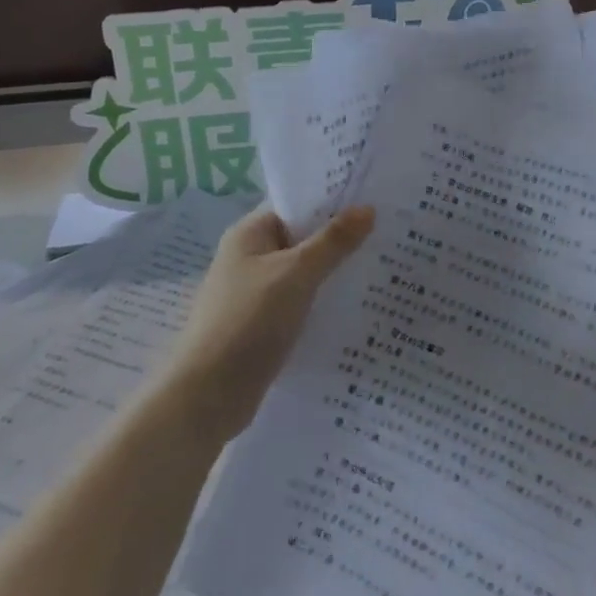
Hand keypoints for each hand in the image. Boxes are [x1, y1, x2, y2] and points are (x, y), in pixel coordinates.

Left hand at [160, 204, 374, 441]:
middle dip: (340, 237)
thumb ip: (333, 241)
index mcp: (249, 234)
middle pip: (302, 237)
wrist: (206, 396)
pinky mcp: (263, 326)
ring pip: (304, 273)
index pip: (296, 204)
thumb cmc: (248, 322)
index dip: (332, 200)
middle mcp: (250, 258)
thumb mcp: (296, 274)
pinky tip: (356, 306)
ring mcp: (255, 293)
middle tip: (389, 232)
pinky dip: (323, 301)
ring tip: (382, 266)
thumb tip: (369, 208)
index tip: (374, 199)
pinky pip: (300, 302)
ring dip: (334, 271)